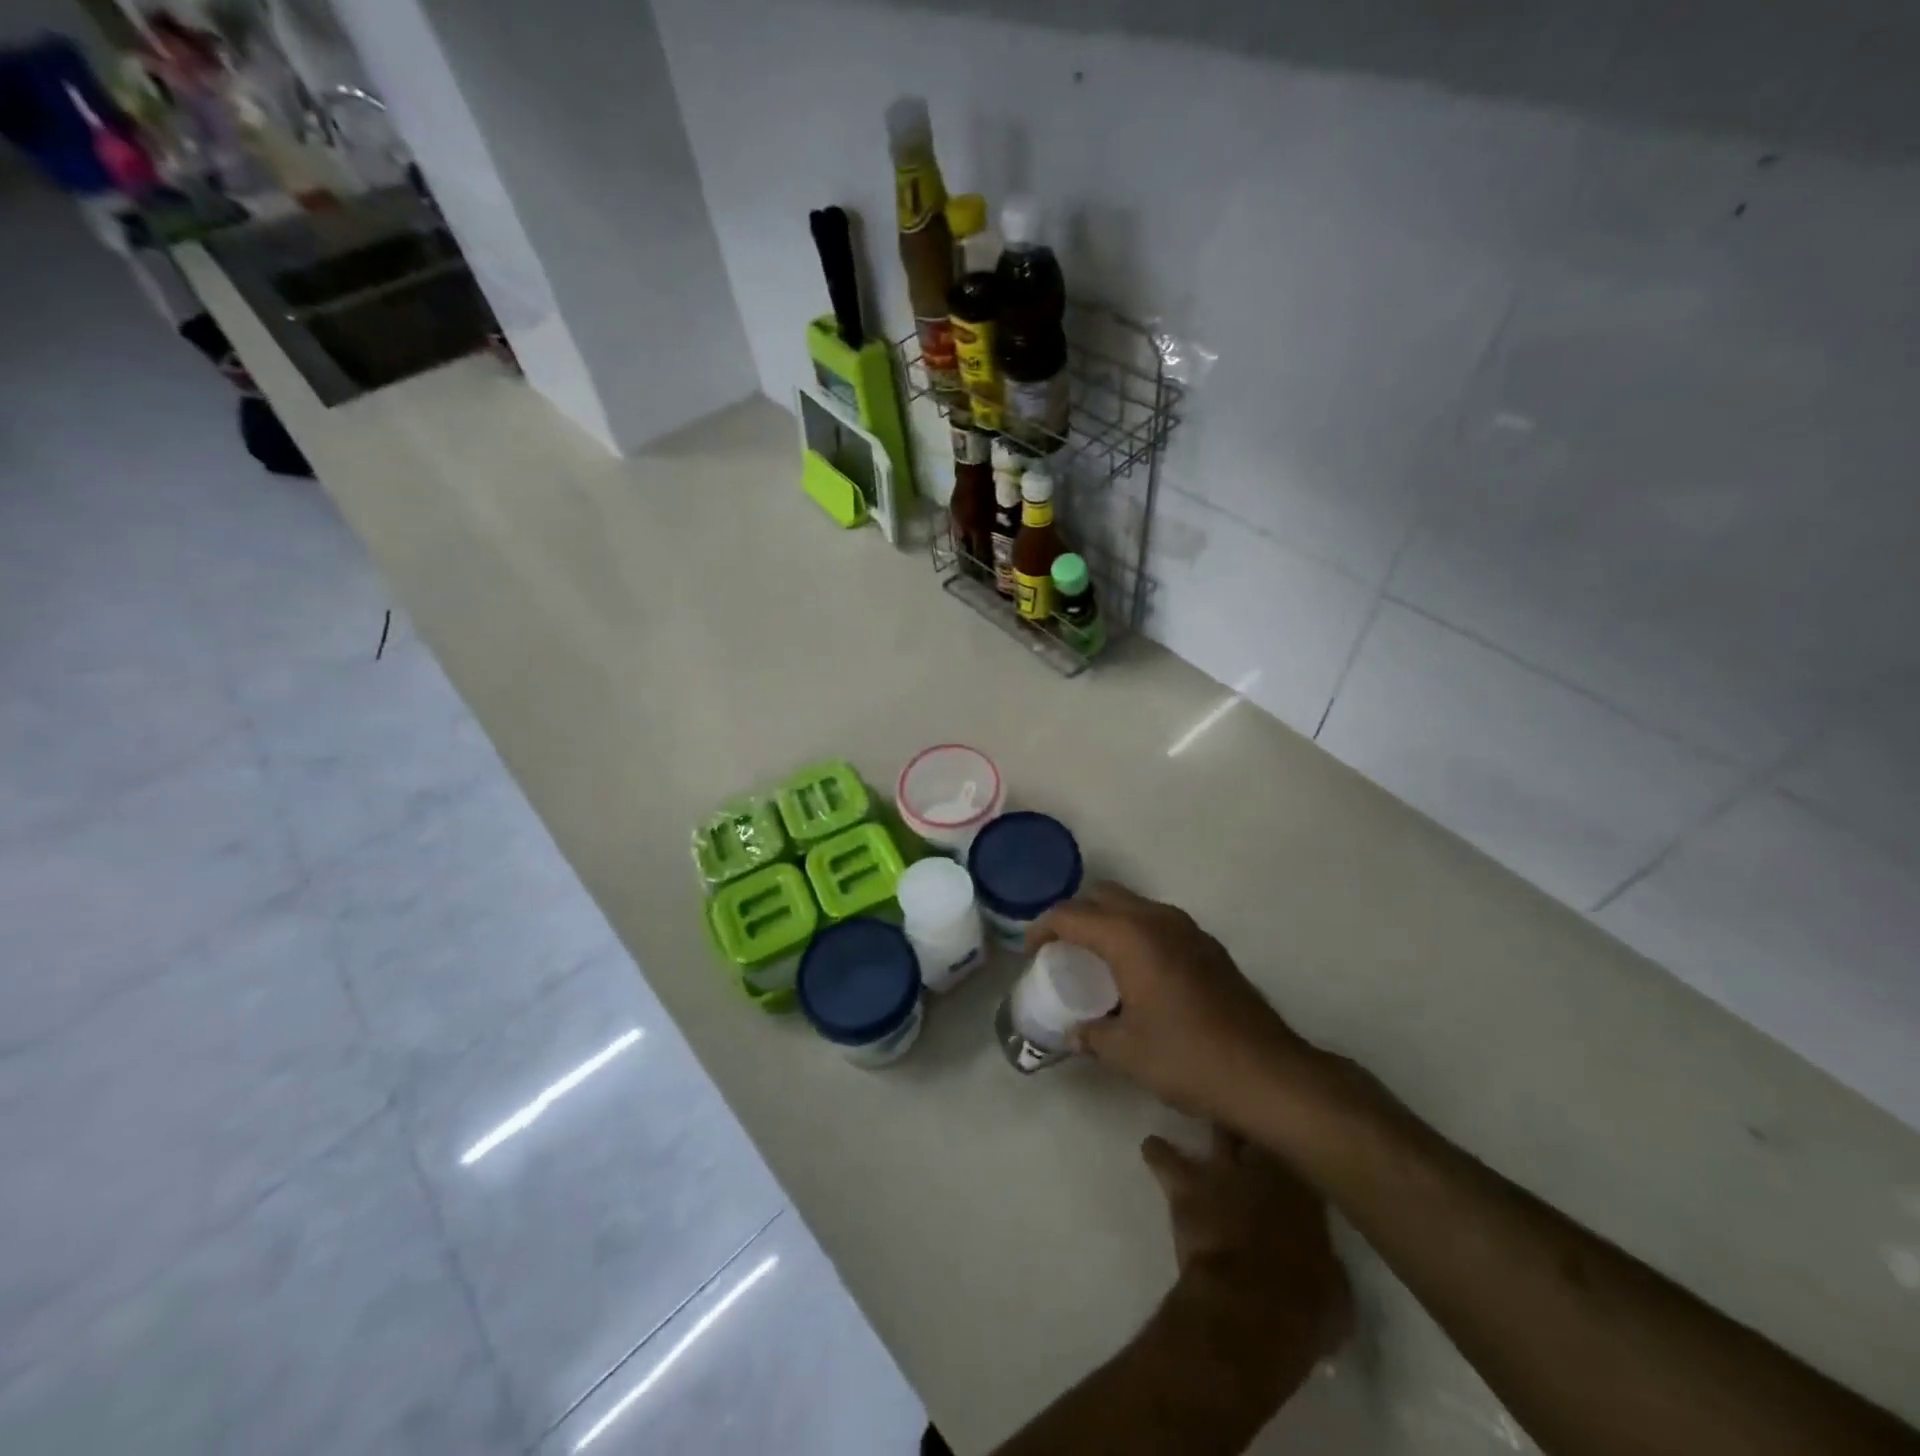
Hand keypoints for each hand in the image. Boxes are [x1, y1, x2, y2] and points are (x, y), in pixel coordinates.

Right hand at [1025, 882, 1316, 1125]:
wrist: (1269, 1074)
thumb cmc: (1188, 1058)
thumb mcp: (1127, 1052)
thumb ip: (1092, 1035)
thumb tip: (1074, 1032)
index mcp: (1130, 937)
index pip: (1071, 915)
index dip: (1043, 928)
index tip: (1031, 953)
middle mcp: (1158, 920)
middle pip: (1103, 896)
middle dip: (1076, 916)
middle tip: (1062, 950)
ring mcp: (1189, 929)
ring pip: (1134, 906)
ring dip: (1108, 923)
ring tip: (1097, 961)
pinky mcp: (1209, 946)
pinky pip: (1159, 923)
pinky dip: (1136, 934)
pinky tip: (1138, 975)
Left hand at [1146, 1127, 1350, 1384]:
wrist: (1253, 1303)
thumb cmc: (1307, 1305)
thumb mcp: (1335, 1288)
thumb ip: (1323, 1259)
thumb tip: (1319, 1259)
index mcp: (1307, 1192)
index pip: (1301, 1154)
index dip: (1295, 1150)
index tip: (1293, 1148)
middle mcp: (1265, 1168)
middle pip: (1258, 1127)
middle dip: (1254, 1121)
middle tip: (1247, 1117)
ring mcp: (1223, 1171)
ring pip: (1215, 1131)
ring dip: (1209, 1127)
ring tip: (1194, 1112)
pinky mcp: (1186, 1185)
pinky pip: (1165, 1158)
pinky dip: (1157, 1153)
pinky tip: (1150, 1147)